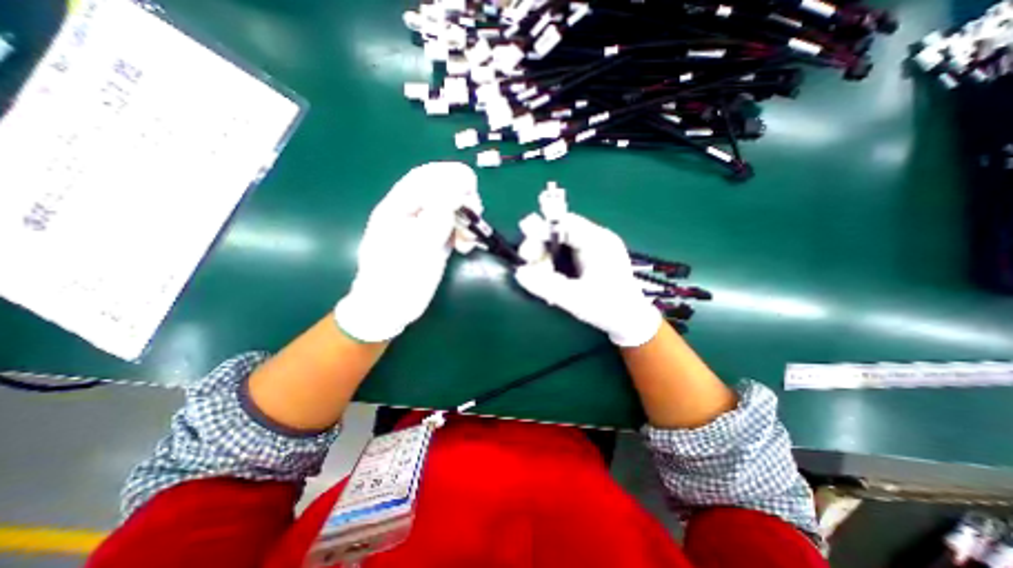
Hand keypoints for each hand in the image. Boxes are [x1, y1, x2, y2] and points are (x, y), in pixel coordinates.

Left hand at [335, 161, 479, 344]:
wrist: (390, 307)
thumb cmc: (398, 277)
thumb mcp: (419, 243)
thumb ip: (438, 213)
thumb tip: (458, 185)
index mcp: (399, 206)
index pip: (426, 176)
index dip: (451, 175)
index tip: (472, 189)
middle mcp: (412, 212)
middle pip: (442, 190)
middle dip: (463, 200)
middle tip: (475, 216)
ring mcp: (424, 227)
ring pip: (452, 210)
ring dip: (466, 219)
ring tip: (468, 240)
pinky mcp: (435, 241)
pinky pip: (454, 228)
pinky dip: (465, 233)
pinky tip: (466, 247)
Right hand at [516, 211, 665, 346]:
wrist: (631, 321)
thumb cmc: (608, 309)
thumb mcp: (575, 299)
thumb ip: (546, 286)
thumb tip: (519, 273)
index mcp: (598, 242)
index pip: (565, 223)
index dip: (541, 229)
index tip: (525, 246)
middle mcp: (595, 239)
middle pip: (559, 231)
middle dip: (540, 246)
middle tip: (528, 264)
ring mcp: (593, 247)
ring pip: (559, 242)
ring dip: (544, 257)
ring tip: (541, 278)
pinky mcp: (589, 257)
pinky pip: (564, 252)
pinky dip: (553, 262)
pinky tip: (550, 278)